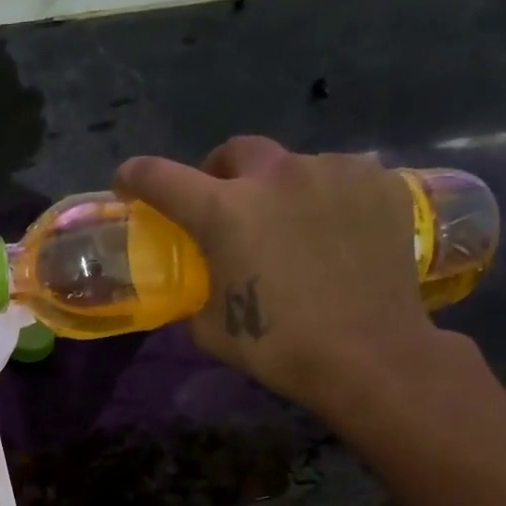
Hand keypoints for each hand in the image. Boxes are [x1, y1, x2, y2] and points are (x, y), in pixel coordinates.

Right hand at [114, 136, 447, 412]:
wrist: (368, 354)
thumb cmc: (277, 346)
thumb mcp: (210, 326)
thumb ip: (198, 289)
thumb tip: (202, 280)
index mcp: (223, 211)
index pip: (161, 177)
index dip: (136, 177)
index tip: (127, 183)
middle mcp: (276, 176)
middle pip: (236, 151)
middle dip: (219, 172)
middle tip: (223, 205)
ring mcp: (333, 172)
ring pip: (292, 164)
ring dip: (277, 188)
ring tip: (288, 226)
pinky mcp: (378, 182)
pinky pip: (338, 177)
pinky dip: (323, 197)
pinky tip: (331, 233)